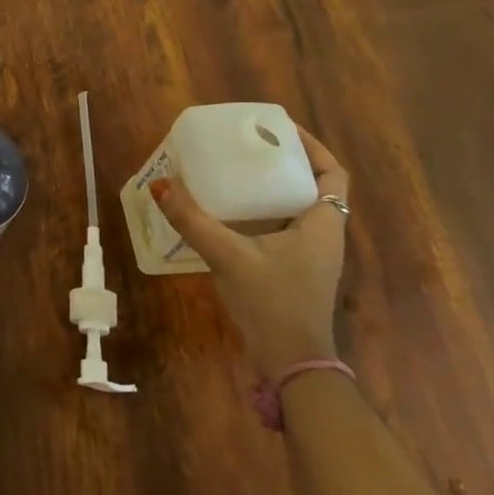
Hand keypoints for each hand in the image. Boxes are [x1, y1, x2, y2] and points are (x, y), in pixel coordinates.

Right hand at [148, 125, 348, 377]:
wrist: (291, 364)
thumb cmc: (272, 302)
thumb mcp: (229, 256)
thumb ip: (193, 220)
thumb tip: (160, 184)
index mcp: (322, 224)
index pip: (333, 173)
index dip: (312, 147)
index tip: (278, 130)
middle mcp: (323, 236)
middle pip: (313, 187)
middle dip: (283, 164)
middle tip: (247, 147)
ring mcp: (310, 257)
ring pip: (295, 210)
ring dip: (271, 190)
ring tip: (234, 173)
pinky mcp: (293, 273)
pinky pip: (281, 230)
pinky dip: (260, 215)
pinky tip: (228, 215)